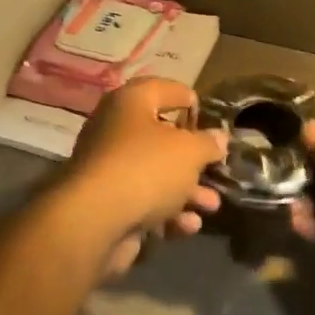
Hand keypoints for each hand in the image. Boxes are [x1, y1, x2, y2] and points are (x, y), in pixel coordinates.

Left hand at [61, 78, 225, 276]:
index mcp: (130, 103)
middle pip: (162, 138)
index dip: (189, 100)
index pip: (163, 89)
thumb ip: (208, 143)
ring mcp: (109, 169)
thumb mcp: (190, 151)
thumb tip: (218, 137)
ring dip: (188, 191)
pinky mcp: (108, 203)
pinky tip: (188, 225)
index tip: (209, 118)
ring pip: (156, 175)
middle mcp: (115, 130)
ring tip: (212, 206)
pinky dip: (167, 212)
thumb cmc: (147, 168)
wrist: (96, 221)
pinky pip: (144, 202)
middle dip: (194, 158)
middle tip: (217, 168)